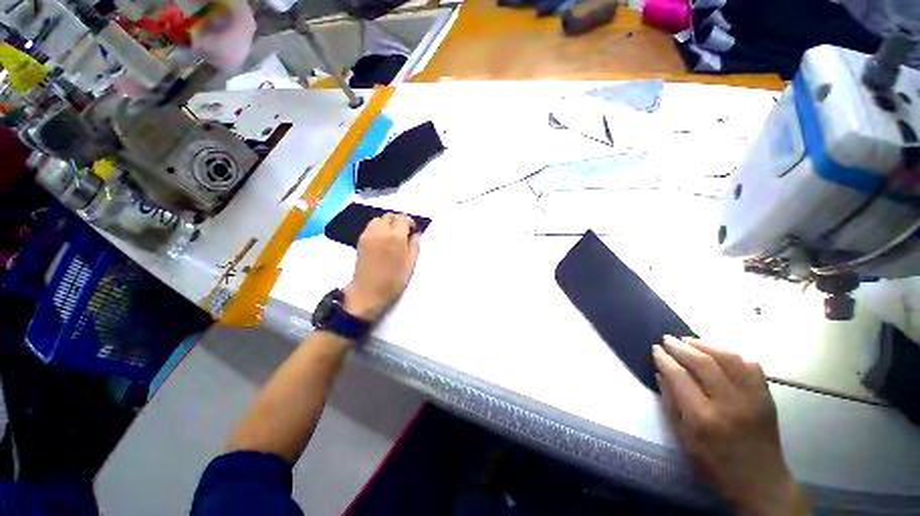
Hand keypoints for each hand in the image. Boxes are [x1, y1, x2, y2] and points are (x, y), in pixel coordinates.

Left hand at [344, 213, 420, 320]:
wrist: (368, 292)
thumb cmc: (393, 280)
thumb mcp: (410, 265)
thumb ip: (415, 246)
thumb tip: (416, 235)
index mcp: (396, 237)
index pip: (403, 219)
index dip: (410, 223)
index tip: (413, 232)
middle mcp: (381, 231)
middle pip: (390, 216)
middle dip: (399, 221)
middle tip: (404, 233)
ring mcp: (368, 235)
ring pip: (379, 219)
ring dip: (387, 223)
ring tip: (392, 236)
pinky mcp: (361, 240)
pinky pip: (371, 226)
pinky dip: (378, 228)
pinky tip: (382, 240)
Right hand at [652, 336, 809, 515]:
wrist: (760, 482)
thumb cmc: (714, 464)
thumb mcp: (683, 439)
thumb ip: (670, 403)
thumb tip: (660, 373)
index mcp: (704, 418)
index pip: (679, 376)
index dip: (664, 359)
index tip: (655, 349)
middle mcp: (729, 403)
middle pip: (703, 363)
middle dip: (681, 347)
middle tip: (667, 339)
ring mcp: (752, 398)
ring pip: (729, 358)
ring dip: (705, 344)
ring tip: (688, 341)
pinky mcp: (766, 396)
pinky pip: (751, 365)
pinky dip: (732, 354)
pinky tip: (719, 354)